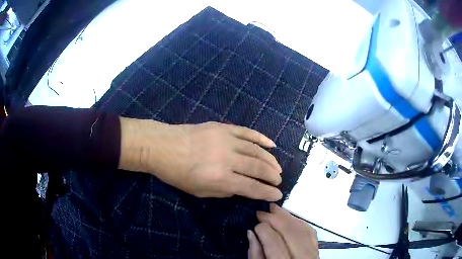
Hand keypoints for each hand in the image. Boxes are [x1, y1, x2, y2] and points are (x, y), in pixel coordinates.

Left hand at [119, 118, 282, 200]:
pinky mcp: (223, 127)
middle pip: (258, 168)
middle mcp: (227, 159)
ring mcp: (226, 140)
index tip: (277, 194)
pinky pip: (247, 132)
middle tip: (279, 180)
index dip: (267, 192)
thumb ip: (225, 191)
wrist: (162, 146)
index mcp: (220, 178)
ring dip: (270, 160)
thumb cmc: (177, 174)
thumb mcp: (200, 192)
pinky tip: (271, 144)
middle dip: (272, 176)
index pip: (252, 187)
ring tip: (277, 167)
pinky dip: (261, 138)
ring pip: (256, 150)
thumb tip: (242, 187)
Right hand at [248, 204, 318, 258]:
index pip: (274, 242)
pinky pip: (310, 232)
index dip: (264, 229)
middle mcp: (302, 258)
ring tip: (274, 209)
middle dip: (275, 219)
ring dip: (288, 217)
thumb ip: (255, 253)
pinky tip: (290, 217)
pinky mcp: (317, 250)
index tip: (255, 223)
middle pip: (291, 233)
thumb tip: (251, 232)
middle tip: (262, 211)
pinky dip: (300, 222)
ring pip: (302, 230)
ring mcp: (313, 254)